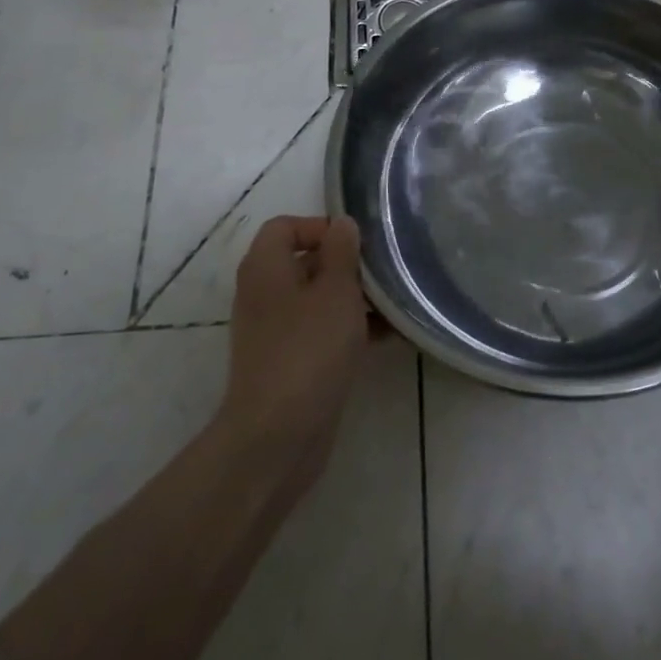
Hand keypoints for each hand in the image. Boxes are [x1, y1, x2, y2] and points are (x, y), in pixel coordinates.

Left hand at [216, 216, 371, 491]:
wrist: (278, 436)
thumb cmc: (308, 350)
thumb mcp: (335, 291)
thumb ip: (341, 252)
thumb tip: (342, 223)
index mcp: (265, 268)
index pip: (285, 226)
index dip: (321, 227)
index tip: (357, 244)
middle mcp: (264, 294)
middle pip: (305, 262)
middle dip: (347, 264)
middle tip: (385, 272)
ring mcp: (275, 331)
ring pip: (318, 299)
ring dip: (355, 298)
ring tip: (396, 304)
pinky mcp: (290, 362)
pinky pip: (322, 332)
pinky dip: (350, 329)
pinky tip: (390, 337)